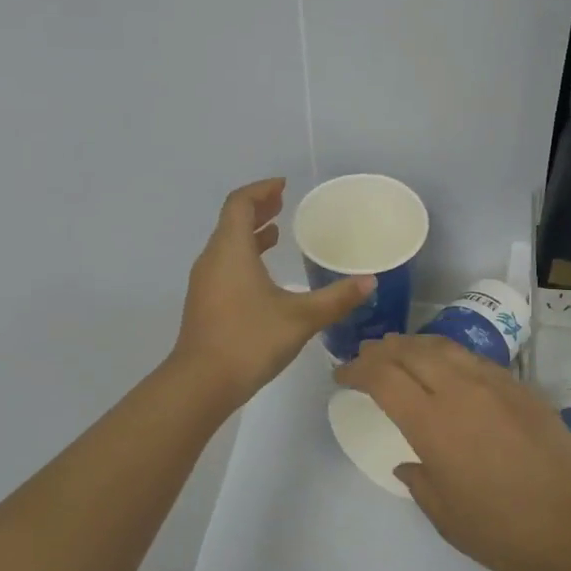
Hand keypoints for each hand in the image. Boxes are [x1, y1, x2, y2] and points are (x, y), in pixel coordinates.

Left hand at [173, 178, 373, 403]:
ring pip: (227, 244)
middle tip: (284, 203)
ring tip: (276, 232)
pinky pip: (225, 264)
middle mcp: (213, 259)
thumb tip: (369, 281)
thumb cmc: (250, 340)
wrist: (201, 383)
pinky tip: (264, 274)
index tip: (284, 186)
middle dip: (258, 209)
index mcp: (231, 250)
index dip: (261, 190)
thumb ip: (336, 298)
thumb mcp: (301, 317)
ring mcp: (205, 282)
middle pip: (232, 221)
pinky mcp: (205, 302)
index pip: (240, 203)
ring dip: (250, 233)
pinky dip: (244, 256)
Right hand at [333, 334, 570, 570]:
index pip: (382, 378)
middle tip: (364, 356)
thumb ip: (420, 482)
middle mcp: (459, 390)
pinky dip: (447, 354)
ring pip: (443, 347)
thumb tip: (408, 463)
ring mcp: (493, 383)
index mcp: (432, 423)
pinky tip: (446, 365)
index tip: (341, 375)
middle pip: (409, 352)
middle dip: (380, 350)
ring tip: (399, 350)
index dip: (356, 370)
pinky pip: (473, 358)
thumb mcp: (447, 516)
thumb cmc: (505, 530)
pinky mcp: (519, 387)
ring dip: (413, 344)